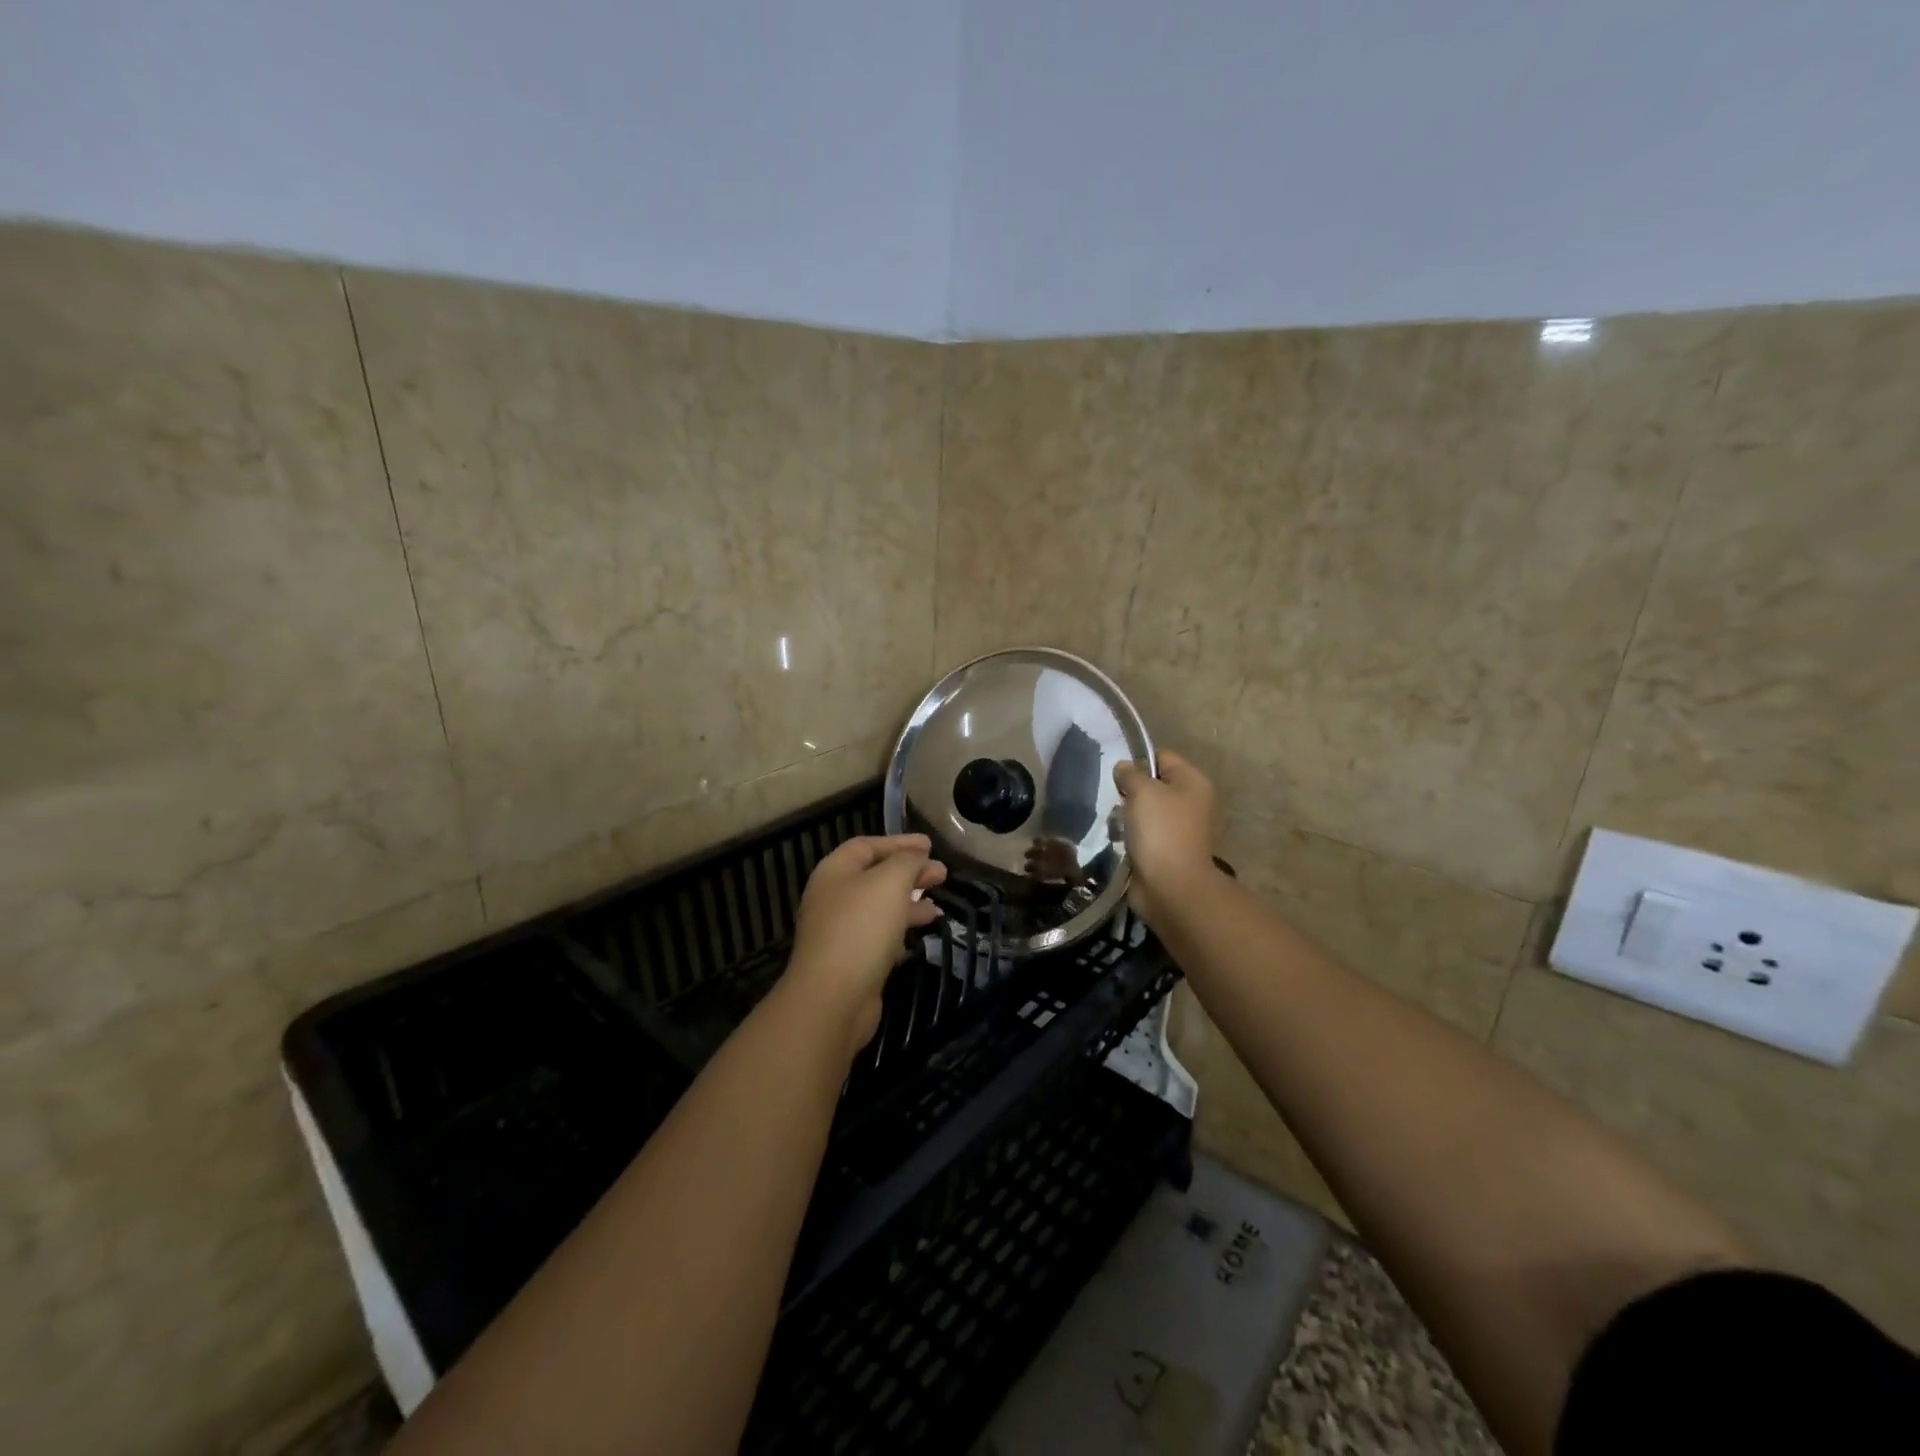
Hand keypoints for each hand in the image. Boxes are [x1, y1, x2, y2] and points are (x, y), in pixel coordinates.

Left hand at [784, 834, 945, 1054]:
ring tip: (938, 904)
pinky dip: (902, 926)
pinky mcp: (851, 959)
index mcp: (834, 872)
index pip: (867, 845)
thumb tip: (919, 857)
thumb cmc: (860, 928)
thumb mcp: (890, 882)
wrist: (833, 999)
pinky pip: (880, 933)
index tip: (930, 845)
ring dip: (909, 901)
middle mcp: (833, 897)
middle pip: (874, 875)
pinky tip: (923, 931)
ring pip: (879, 906)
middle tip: (941, 874)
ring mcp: (840, 930)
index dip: (899, 842)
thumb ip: (907, 862)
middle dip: (909, 872)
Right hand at [1113, 750, 1217, 923]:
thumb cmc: (1161, 831)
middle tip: (1112, 798)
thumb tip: (1123, 768)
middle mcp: (1191, 803)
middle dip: (1130, 790)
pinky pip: (1144, 834)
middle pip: (1154, 785)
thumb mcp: (1143, 792)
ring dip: (1128, 815)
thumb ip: (1130, 774)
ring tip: (1112, 821)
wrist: (1171, 887)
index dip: (1138, 761)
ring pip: (1146, 811)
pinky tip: (1117, 839)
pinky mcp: (1167, 851)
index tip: (1115, 773)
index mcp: (1193, 782)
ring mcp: (1180, 829)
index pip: (1162, 757)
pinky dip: (1130, 836)